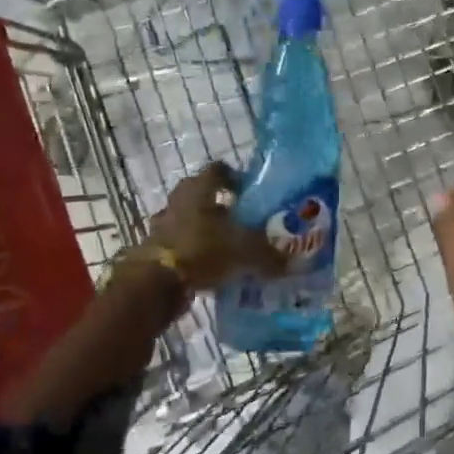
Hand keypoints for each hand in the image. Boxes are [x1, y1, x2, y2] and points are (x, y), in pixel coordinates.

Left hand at [144, 162, 285, 291]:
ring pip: (190, 220)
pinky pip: (181, 244)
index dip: (236, 177)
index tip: (252, 192)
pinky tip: (212, 267)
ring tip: (229, 246)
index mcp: (199, 189)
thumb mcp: (245, 252)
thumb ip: (270, 256)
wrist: (155, 283)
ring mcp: (163, 224)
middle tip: (244, 220)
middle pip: (202, 195)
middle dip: (223, 206)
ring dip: (206, 229)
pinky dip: (195, 252)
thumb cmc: (202, 250)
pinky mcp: (155, 249)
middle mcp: (178, 200)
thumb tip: (298, 263)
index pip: (218, 170)